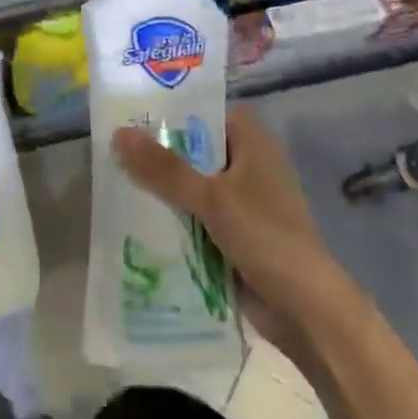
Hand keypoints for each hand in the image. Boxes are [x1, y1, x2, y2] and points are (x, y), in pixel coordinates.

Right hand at [112, 108, 347, 354]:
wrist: (304, 309)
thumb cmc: (265, 237)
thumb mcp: (212, 198)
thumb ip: (165, 168)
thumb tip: (118, 133)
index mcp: (254, 146)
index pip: (211, 113)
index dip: (176, 110)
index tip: (135, 112)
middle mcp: (248, 168)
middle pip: (196, 150)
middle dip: (159, 153)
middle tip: (113, 147)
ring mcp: (241, 204)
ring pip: (192, 186)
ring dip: (162, 189)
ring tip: (112, 180)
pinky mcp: (233, 236)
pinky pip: (195, 218)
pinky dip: (172, 219)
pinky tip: (135, 219)